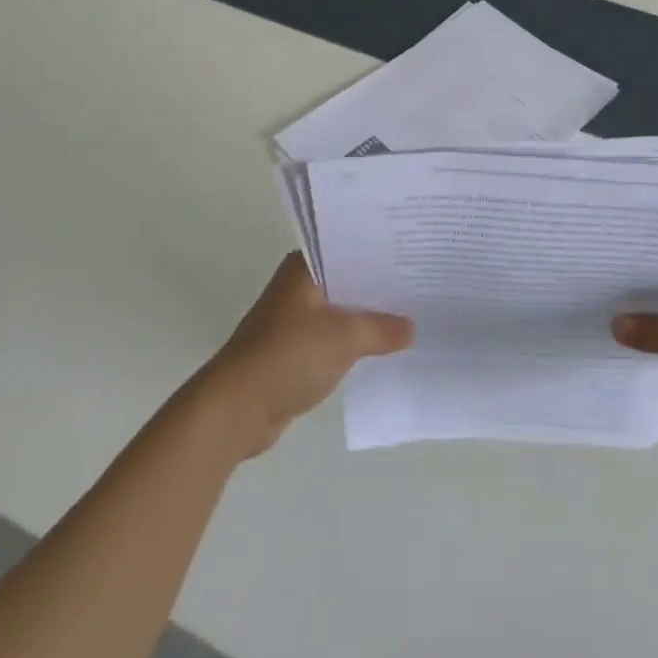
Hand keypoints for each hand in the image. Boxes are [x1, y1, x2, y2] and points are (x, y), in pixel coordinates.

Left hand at [195, 252, 412, 457]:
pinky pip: (334, 338)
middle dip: (380, 285)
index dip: (383, 250)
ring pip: (342, 309)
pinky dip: (354, 341)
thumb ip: (383, 328)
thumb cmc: (289, 356)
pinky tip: (384, 346)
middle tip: (422, 282)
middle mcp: (298, 286)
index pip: (350, 247)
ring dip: (368, 316)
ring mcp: (294, 320)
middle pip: (348, 278)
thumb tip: (412, 328)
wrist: (236, 410)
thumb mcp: (345, 337)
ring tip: (412, 313)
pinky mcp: (294, 351)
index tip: (416, 251)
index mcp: (304, 268)